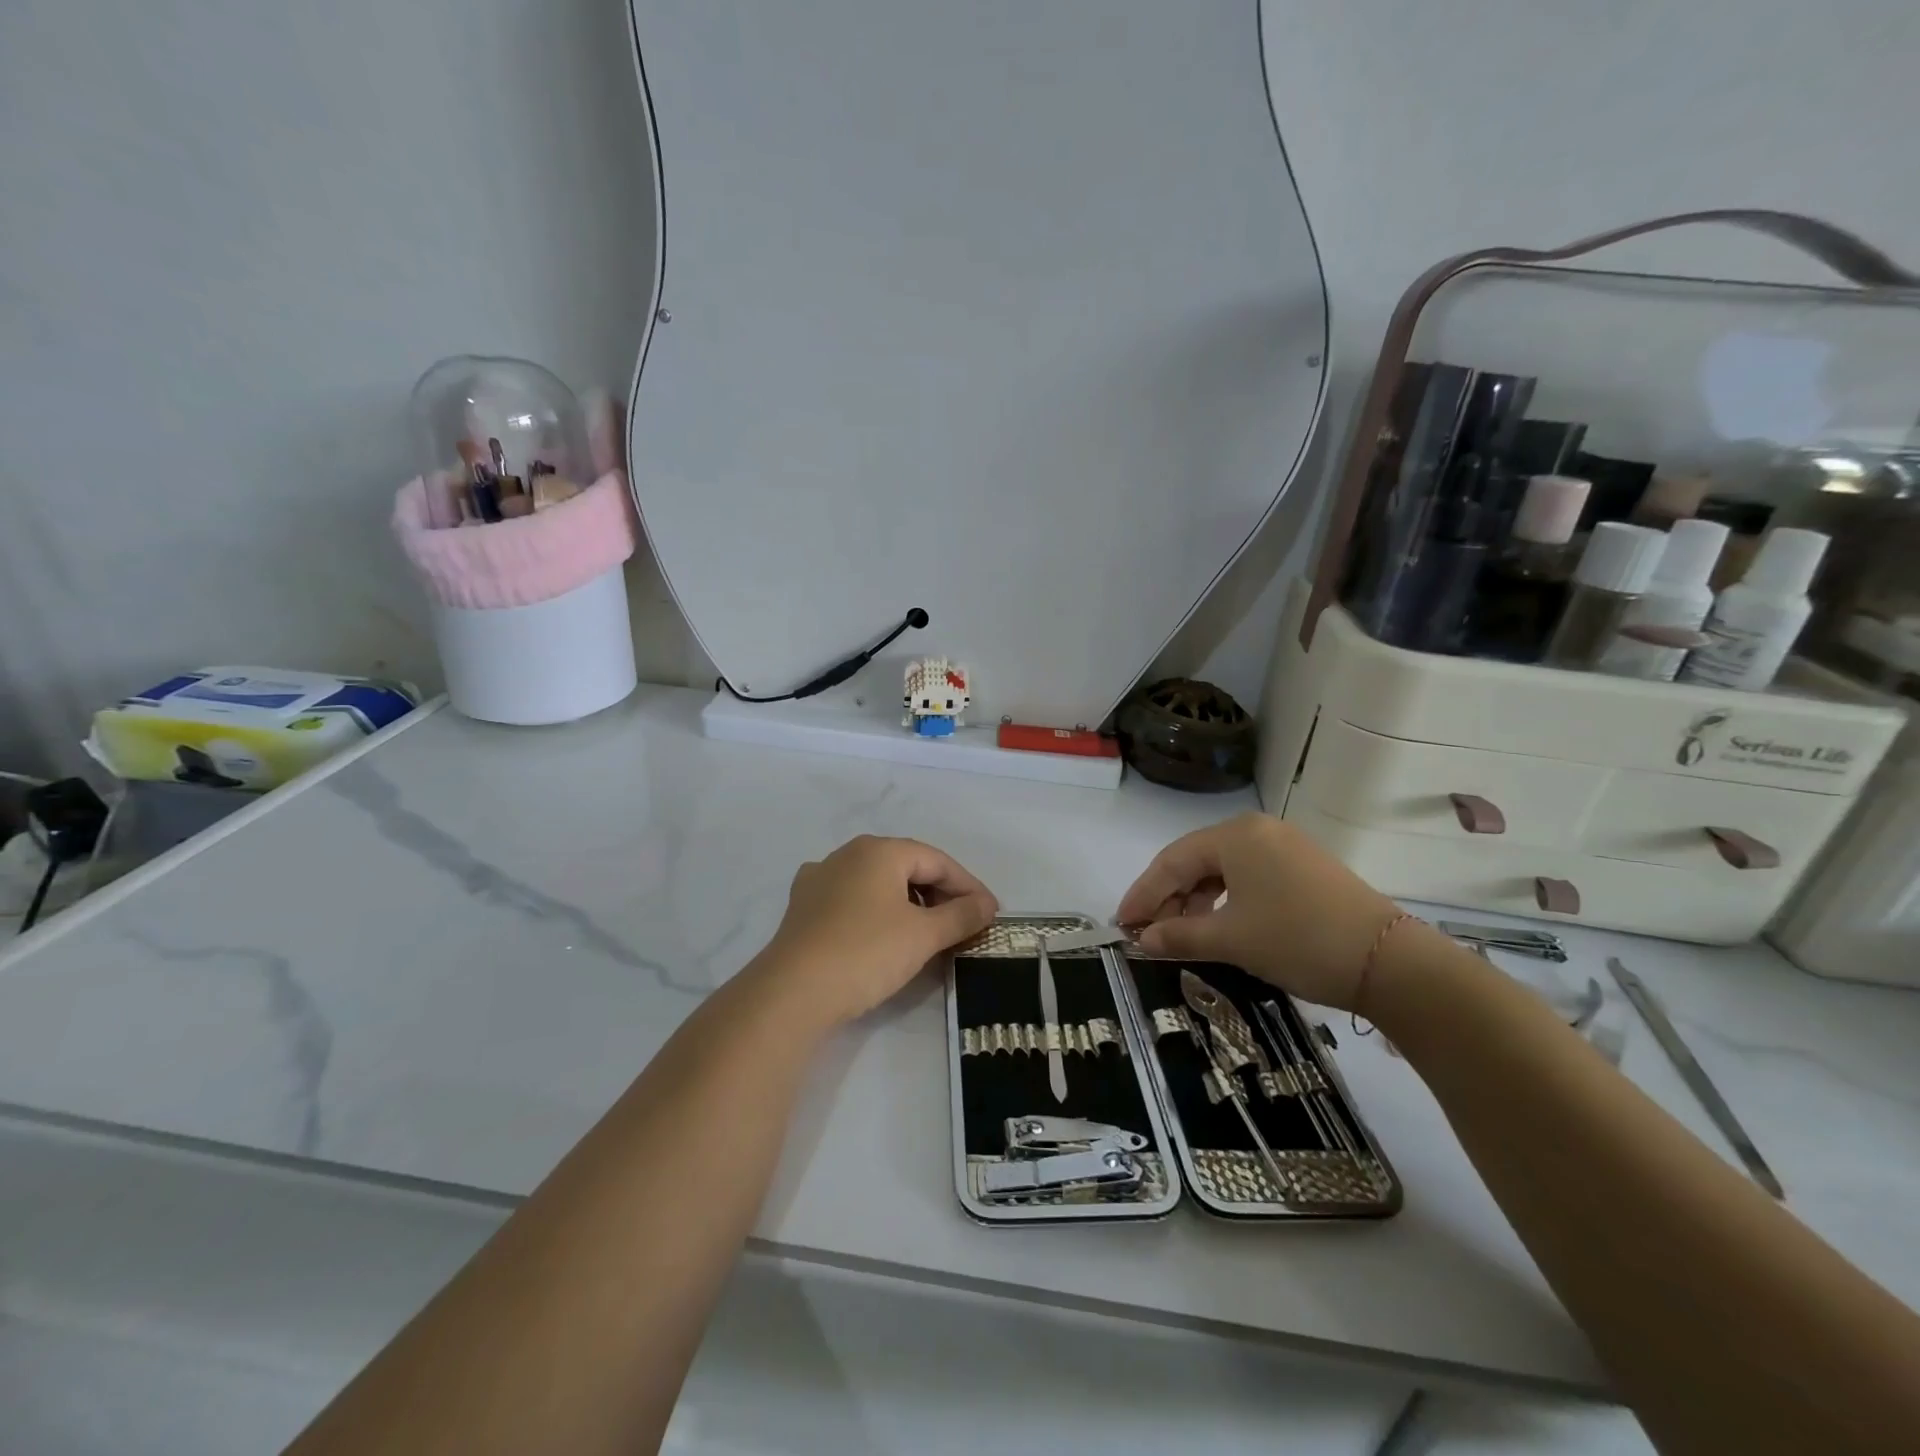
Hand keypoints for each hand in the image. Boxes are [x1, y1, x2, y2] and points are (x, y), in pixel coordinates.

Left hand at [753, 836, 998, 1027]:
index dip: (968, 886)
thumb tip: (987, 905)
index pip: (937, 860)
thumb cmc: (866, 952)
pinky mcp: (803, 907)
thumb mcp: (923, 935)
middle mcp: (847, 854)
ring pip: (878, 884)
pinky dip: (877, 913)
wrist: (792, 992)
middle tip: (963, 925)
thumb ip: (961, 915)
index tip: (990, 914)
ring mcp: (820, 879)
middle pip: (907, 867)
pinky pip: (852, 901)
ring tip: (928, 934)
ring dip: (909, 905)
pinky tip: (882, 934)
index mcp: (879, 850)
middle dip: (939, 895)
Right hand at [1115, 813, 1401, 1010]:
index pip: (1171, 861)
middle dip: (1168, 898)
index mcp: (1235, 835)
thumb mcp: (1232, 940)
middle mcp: (1256, 830)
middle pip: (1195, 861)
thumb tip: (1143, 939)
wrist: (1390, 962)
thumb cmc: (1298, 940)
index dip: (1143, 894)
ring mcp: (1283, 846)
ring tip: (1179, 934)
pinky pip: (1247, 876)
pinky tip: (1217, 925)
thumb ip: (1179, 935)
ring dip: (1195, 901)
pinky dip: (1224, 900)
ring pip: (1221, 869)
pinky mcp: (1303, 866)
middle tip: (1147, 933)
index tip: (1121, 924)